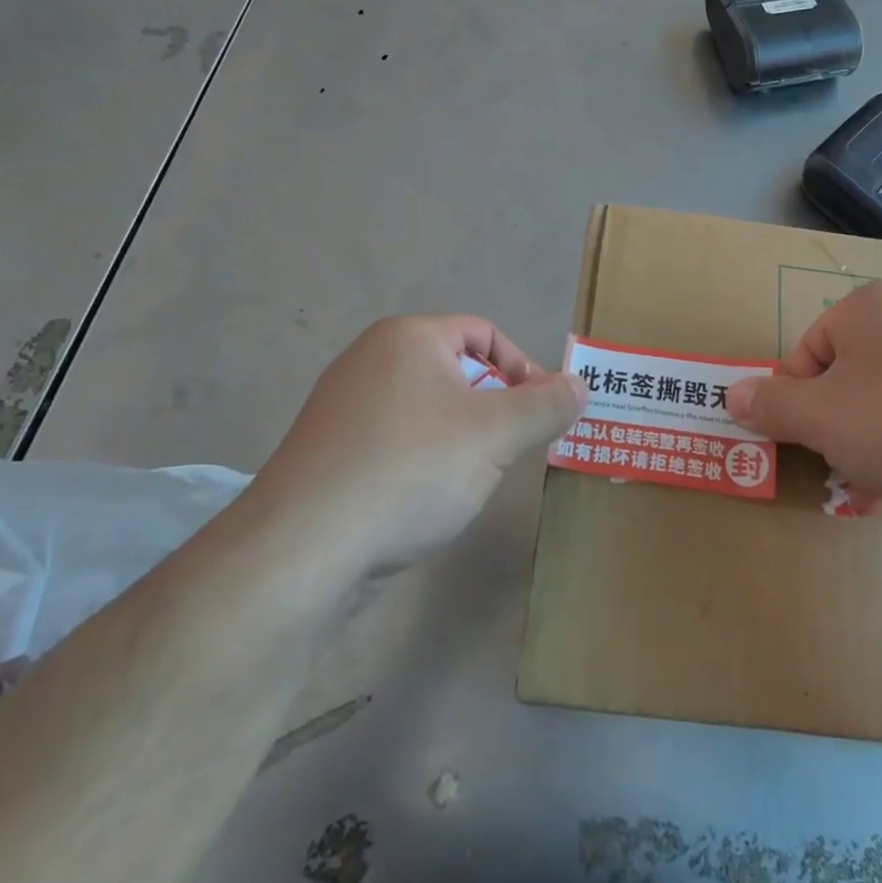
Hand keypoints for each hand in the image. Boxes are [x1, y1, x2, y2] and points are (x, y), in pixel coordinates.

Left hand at [250, 316, 584, 577]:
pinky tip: (423, 500)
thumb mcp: (496, 436)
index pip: (484, 333)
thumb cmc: (410, 470)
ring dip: (460, 437)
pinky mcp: (328, 452)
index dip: (523, 368)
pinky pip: (394, 440)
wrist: (301, 549)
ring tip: (470, 479)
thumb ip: (546, 406)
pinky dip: (421, 460)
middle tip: (509, 450)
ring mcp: (342, 406)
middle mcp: (370, 359)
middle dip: (493, 407)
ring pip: (426, 408)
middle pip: (456, 369)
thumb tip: (580, 385)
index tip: (540, 414)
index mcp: (408, 337)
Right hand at [725, 282, 881, 533]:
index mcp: (870, 306)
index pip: (807, 353)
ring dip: (881, 450)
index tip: (807, 447)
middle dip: (842, 435)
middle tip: (848, 478)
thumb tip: (731, 393)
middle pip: (854, 379)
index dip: (797, 405)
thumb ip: (770, 405)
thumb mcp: (820, 419)